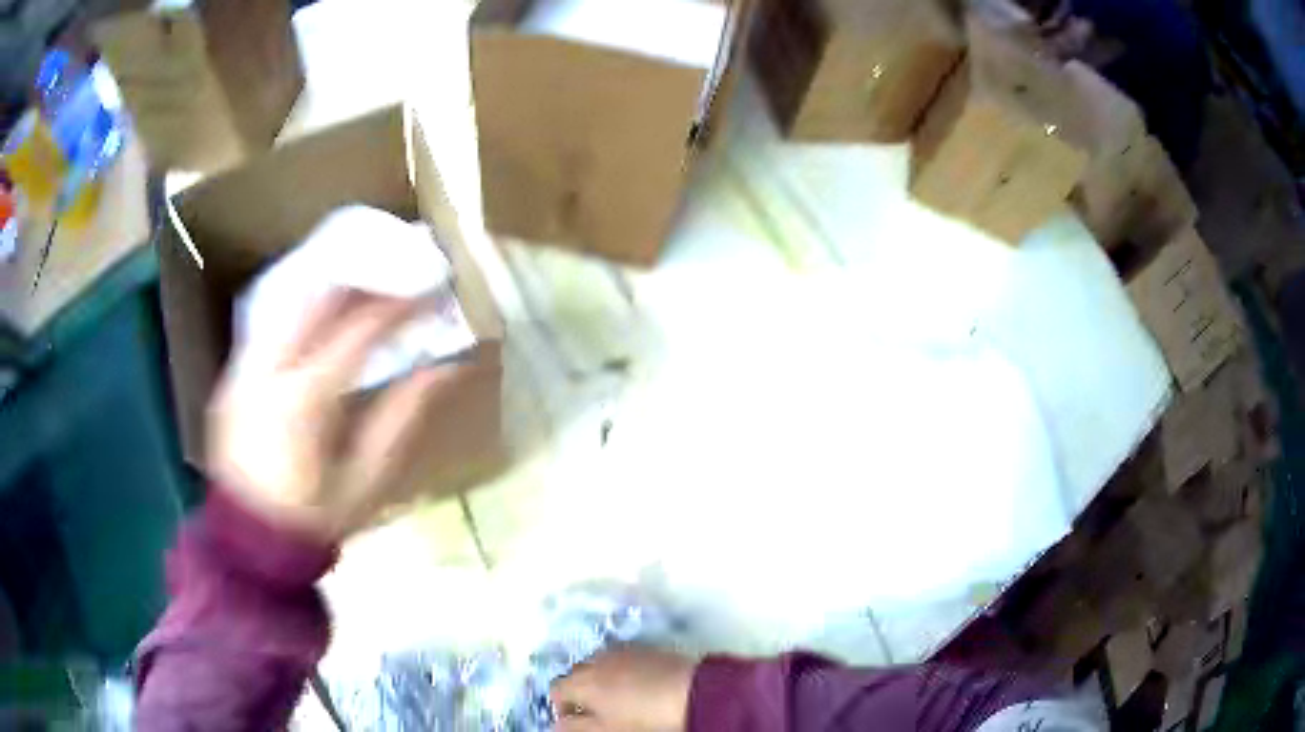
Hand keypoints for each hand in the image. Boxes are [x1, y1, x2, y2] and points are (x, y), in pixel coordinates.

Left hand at [208, 289, 465, 542]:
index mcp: (304, 399)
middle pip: (315, 297)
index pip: (358, 330)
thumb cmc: (315, 520)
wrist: (250, 545)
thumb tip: (443, 368)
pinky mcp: (232, 377)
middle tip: (395, 275)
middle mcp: (267, 370)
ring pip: (287, 302)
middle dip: (360, 278)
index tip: (430, 292)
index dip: (398, 306)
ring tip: (363, 285)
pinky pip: (268, 323)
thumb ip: (401, 416)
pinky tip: (320, 315)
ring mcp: (243, 369)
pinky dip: (299, 310)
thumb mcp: (367, 479)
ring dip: (328, 287)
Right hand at [550, 646, 697, 731]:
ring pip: (600, 663)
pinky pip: (623, 659)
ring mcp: (625, 652)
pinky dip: (622, 670)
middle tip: (593, 711)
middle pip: (577, 673)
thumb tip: (557, 725)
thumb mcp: (606, 731)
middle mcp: (599, 660)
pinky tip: (638, 686)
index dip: (561, 707)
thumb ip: (575, 728)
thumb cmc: (646, 719)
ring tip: (615, 699)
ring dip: (600, 678)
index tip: (574, 720)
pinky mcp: (650, 649)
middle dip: (579, 690)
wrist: (697, 694)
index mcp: (583, 682)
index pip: (556, 690)